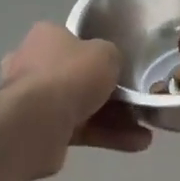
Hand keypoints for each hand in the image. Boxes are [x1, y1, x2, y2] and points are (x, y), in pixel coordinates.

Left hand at [0, 22, 152, 176]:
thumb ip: (112, 57)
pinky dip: (105, 136)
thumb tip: (110, 66)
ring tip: (146, 132)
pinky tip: (135, 143)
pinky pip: (79, 130)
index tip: (118, 65)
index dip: (97, 52)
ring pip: (81, 106)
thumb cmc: (70, 75)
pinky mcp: (40, 131)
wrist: (37, 124)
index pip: (73, 39)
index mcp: (44, 37)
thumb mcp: (106, 53)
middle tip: (136, 101)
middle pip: (78, 76)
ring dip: (114, 120)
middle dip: (108, 92)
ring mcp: (34, 101)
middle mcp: (33, 65)